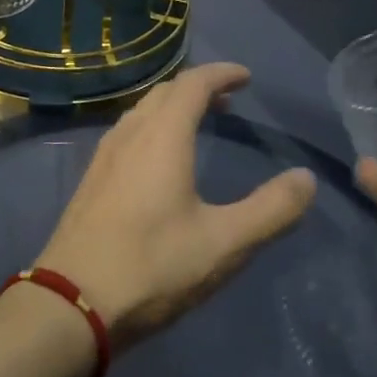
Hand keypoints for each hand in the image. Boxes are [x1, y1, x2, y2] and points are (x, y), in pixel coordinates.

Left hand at [37, 62, 316, 344]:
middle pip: (165, 92)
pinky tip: (158, 160)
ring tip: (197, 123)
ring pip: (142, 111)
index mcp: (162, 136)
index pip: (193, 84)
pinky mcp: (91, 180)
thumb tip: (306, 179)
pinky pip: (127, 133)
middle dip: (198, 87)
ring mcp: (105, 156)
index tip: (246, 77)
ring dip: (172, 107)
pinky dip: (153, 127)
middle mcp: (130, 134)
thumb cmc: (153, 266)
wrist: (70, 303)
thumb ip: (271, 210)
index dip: (222, 73)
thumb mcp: (224, 243)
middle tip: (228, 100)